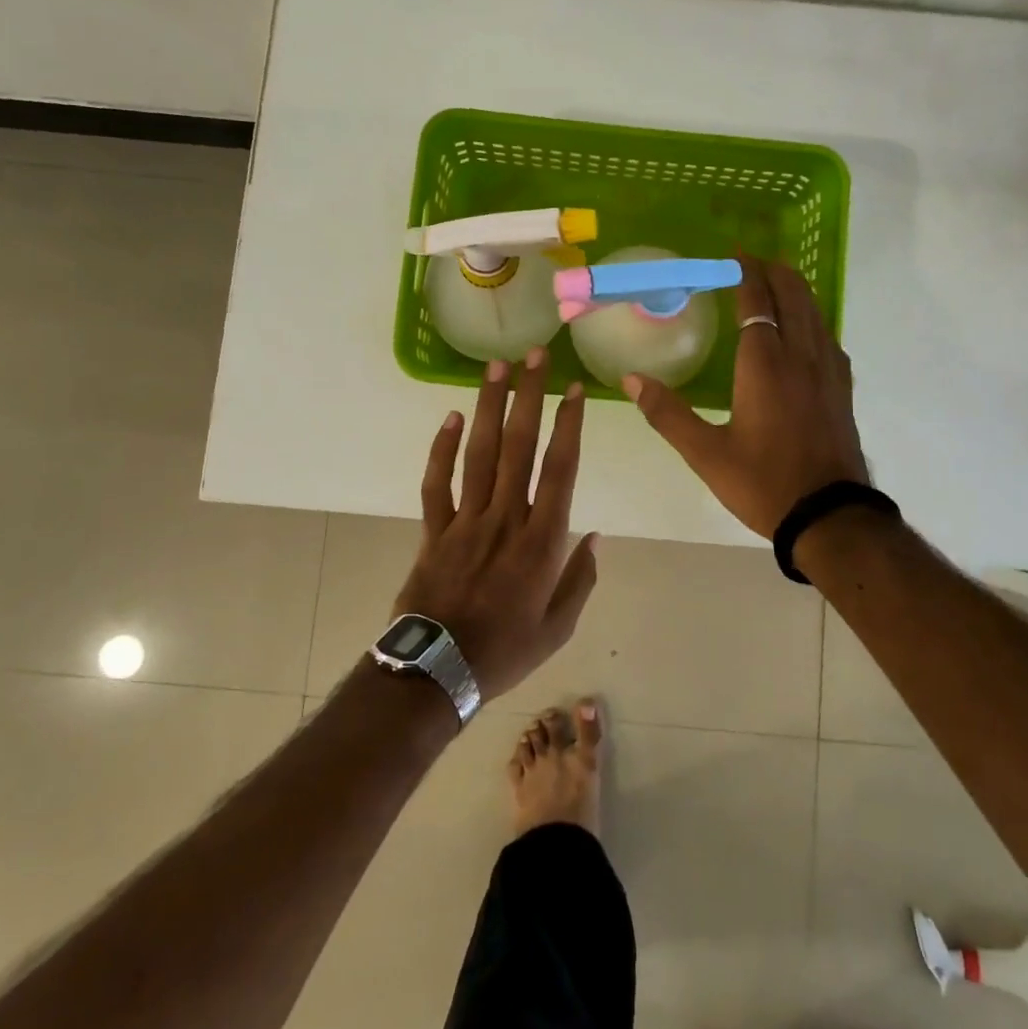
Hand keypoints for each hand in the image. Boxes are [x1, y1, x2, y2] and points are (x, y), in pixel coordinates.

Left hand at [395, 349, 597, 699]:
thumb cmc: (505, 650)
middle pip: (518, 446)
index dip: (569, 425)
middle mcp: (505, 519)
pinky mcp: (433, 530)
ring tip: (495, 368)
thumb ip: (580, 579)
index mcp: (541, 541)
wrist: (437, 672)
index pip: (559, 469)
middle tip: (533, 356)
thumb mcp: (558, 626)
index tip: (575, 389)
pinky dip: (441, 449)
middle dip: (528, 396)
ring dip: (488, 407)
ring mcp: (465, 521)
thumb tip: (594, 535)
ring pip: (479, 453)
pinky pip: (436, 483)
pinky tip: (450, 417)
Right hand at [623, 255, 868, 538]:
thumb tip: (630, 380)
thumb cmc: (764, 483)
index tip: (733, 255)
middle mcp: (800, 357)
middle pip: (793, 296)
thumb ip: (667, 414)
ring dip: (795, 290)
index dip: (746, 274)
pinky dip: (812, 318)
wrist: (830, 517)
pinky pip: (827, 337)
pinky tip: (804, 330)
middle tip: (752, 262)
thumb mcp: (706, 454)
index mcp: (764, 366)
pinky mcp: (842, 389)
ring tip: (776, 283)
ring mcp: (828, 371)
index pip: (757, 302)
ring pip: (815, 313)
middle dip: (774, 271)